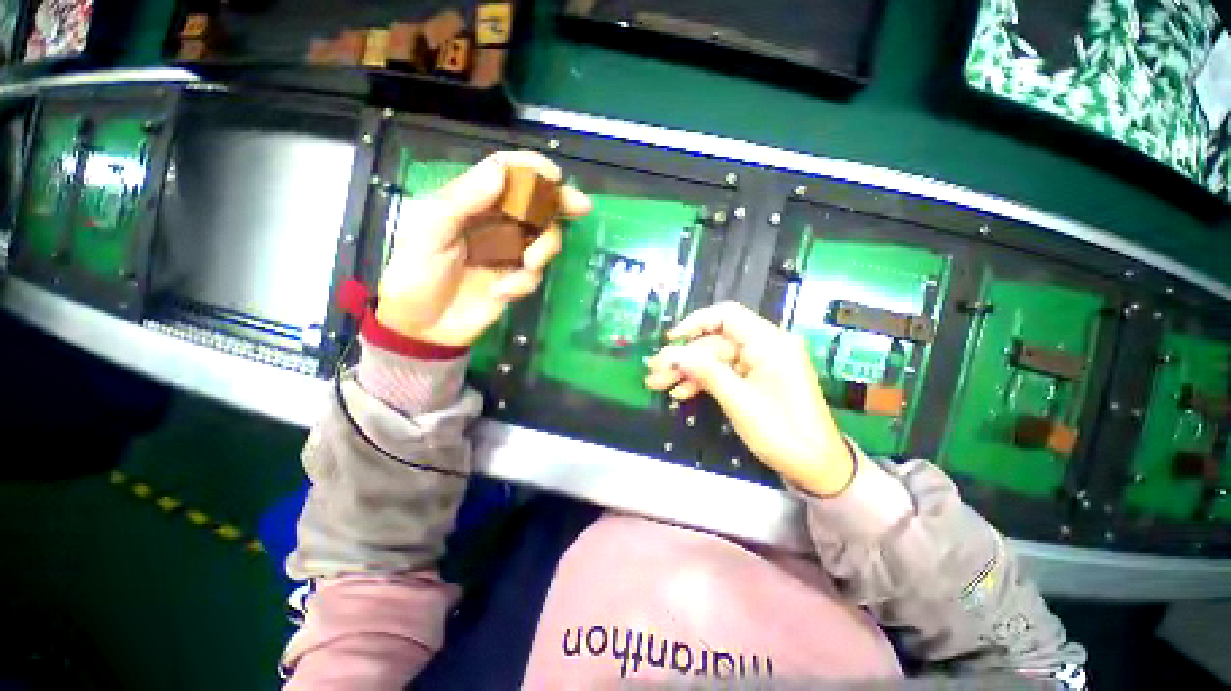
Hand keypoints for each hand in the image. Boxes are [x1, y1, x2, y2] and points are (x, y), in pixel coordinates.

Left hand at [375, 151, 590, 346]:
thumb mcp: (430, 230)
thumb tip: (502, 170)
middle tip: (581, 207)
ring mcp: (509, 252)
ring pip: (543, 238)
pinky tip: (501, 293)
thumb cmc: (416, 272)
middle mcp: (495, 223)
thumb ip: (464, 198)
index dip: (531, 169)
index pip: (505, 173)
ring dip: (544, 248)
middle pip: (535, 203)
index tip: (554, 177)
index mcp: (471, 202)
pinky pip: (535, 274)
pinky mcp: (516, 279)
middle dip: (560, 203)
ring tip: (528, 264)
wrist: (422, 326)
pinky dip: (525, 281)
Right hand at [644, 302, 855, 496]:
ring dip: (687, 372)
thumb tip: (671, 353)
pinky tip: (680, 393)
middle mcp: (764, 346)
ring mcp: (759, 364)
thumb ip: (705, 372)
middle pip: (714, 342)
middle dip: (683, 357)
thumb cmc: (783, 433)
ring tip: (658, 385)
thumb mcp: (739, 401)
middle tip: (654, 372)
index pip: (727, 316)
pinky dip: (702, 382)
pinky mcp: (754, 379)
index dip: (695, 323)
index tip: (670, 340)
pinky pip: (723, 373)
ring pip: (714, 359)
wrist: (817, 468)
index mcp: (769, 342)